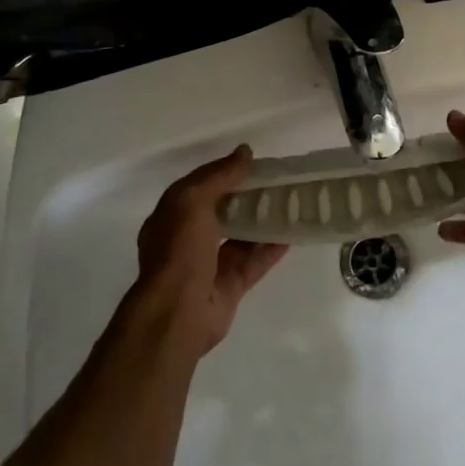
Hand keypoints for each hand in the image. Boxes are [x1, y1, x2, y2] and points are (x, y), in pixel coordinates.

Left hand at [131, 147, 287, 356]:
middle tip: (277, 181)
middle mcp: (188, 238)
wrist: (177, 314)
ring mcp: (209, 265)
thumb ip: (219, 175)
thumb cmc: (179, 250)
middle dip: (247, 196)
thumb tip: (245, 151)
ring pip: (241, 236)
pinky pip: (254, 262)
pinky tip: (292, 233)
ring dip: (262, 221)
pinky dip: (271, 248)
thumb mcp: (192, 200)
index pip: (200, 186)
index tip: (253, 162)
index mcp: (172, 215)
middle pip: (223, 210)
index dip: (224, 172)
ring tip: (289, 203)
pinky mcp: (229, 287)